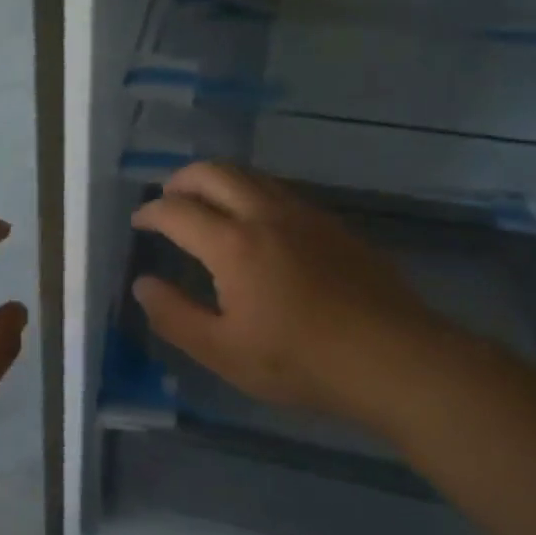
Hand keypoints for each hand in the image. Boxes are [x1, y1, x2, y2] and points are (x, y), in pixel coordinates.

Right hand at [130, 163, 465, 432]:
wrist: (396, 360)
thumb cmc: (302, 361)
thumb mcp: (224, 352)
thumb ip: (175, 316)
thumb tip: (142, 285)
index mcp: (234, 244)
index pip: (177, 211)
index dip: (151, 212)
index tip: (139, 222)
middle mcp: (265, 214)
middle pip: (214, 172)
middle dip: (181, 180)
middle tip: (167, 199)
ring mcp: (304, 214)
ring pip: (250, 175)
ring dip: (217, 180)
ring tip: (205, 205)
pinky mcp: (332, 223)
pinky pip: (279, 190)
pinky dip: (250, 192)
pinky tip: (255, 223)